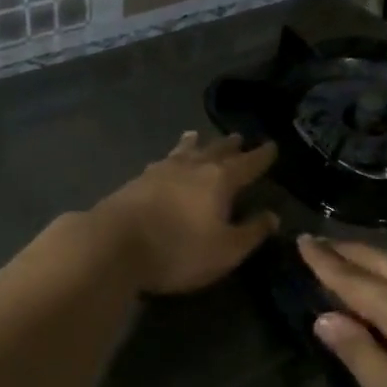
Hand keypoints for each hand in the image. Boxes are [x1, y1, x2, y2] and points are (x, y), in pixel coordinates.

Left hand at [90, 133, 279, 294]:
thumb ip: (251, 232)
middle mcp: (192, 167)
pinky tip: (165, 161)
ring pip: (184, 151)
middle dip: (230, 146)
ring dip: (195, 144)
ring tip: (196, 135)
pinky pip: (163, 161)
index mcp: (219, 180)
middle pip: (216, 151)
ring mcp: (161, 170)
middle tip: (239, 137)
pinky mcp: (137, 180)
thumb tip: (272, 215)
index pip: (247, 164)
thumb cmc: (178, 249)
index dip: (261, 156)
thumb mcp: (225, 250)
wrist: (114, 244)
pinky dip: (172, 156)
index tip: (271, 146)